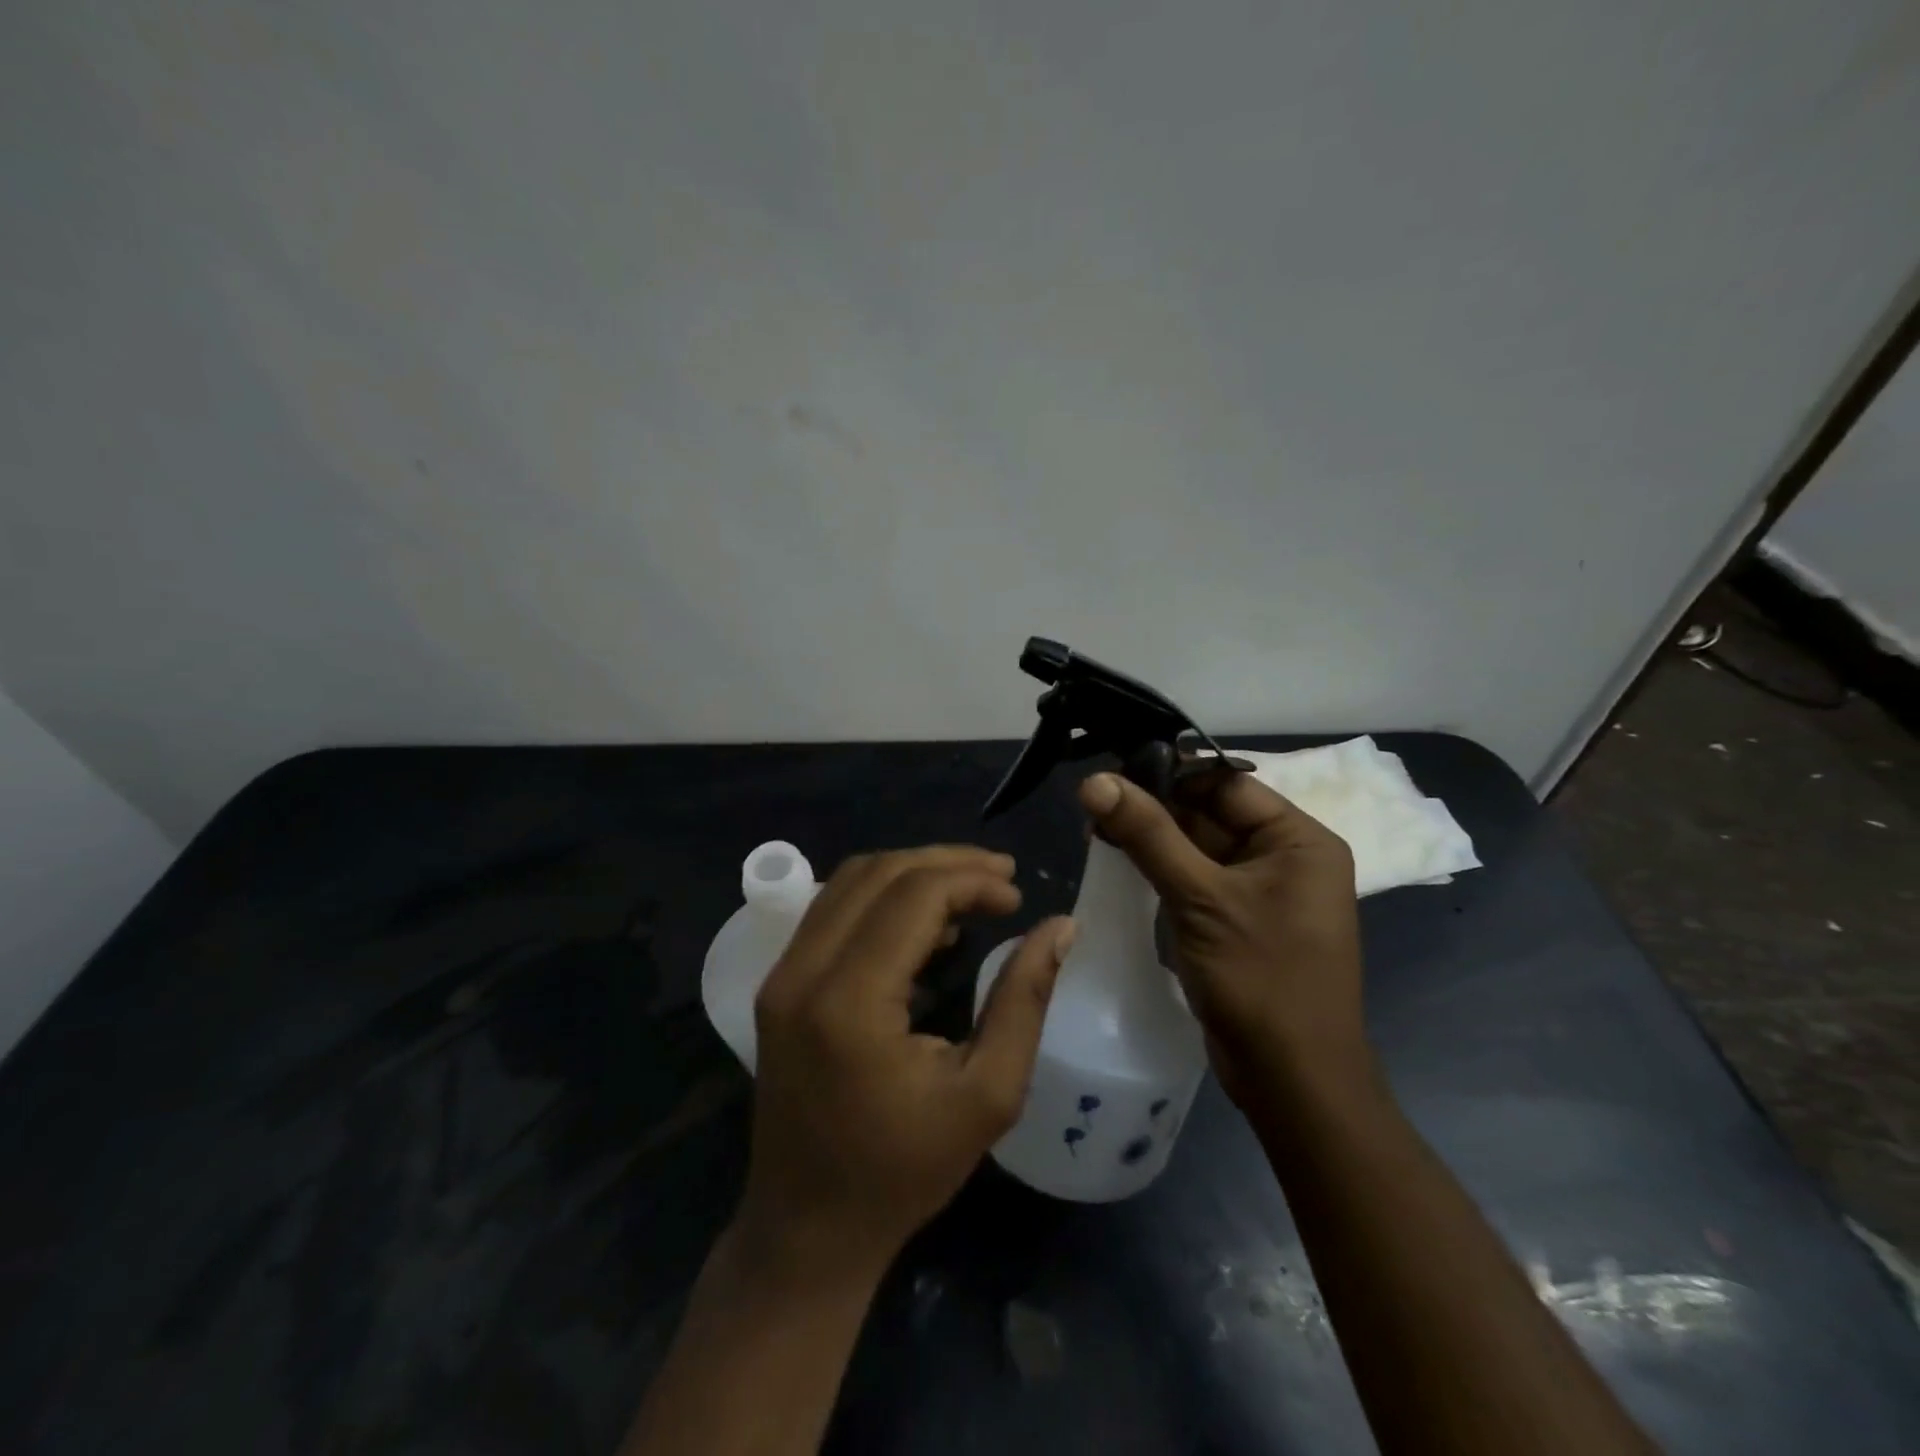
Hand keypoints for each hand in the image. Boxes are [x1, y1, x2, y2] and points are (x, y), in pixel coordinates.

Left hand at [737, 846, 1075, 1281]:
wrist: (807, 1229)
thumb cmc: (903, 1172)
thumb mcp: (987, 1094)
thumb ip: (1023, 999)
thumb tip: (1061, 926)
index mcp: (849, 1001)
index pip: (914, 896)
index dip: (972, 880)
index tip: (1017, 897)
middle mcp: (802, 972)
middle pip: (878, 873)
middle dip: (946, 863)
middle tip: (1001, 876)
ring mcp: (781, 975)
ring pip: (850, 881)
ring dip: (912, 873)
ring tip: (970, 891)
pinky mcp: (777, 984)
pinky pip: (832, 910)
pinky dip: (881, 898)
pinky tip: (924, 923)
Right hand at [1078, 768, 1370, 1107]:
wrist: (1292, 1081)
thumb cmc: (1260, 978)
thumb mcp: (1200, 897)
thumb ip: (1148, 834)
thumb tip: (1094, 780)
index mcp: (1298, 839)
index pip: (1225, 784)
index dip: (1167, 773)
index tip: (1110, 770)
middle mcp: (1284, 857)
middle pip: (1209, 813)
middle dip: (1152, 807)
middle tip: (1092, 801)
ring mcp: (1260, 891)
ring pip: (1197, 846)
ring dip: (1150, 837)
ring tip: (1094, 827)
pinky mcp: (1237, 919)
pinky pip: (1195, 878)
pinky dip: (1160, 868)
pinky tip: (1117, 860)